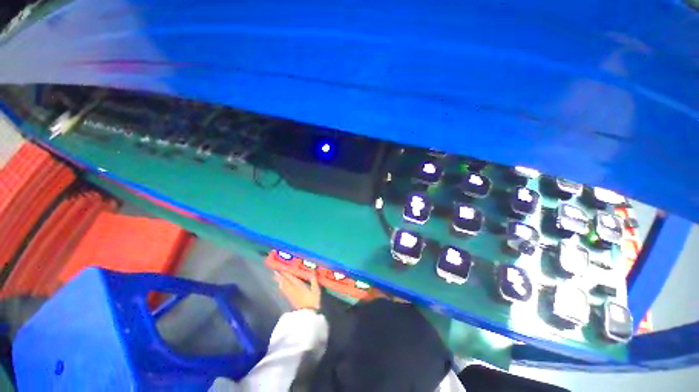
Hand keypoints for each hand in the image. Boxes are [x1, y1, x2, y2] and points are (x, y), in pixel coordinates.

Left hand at [274, 271, 321, 310]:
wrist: (307, 314)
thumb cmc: (313, 300)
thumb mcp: (316, 289)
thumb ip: (313, 279)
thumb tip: (313, 270)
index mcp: (299, 285)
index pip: (291, 277)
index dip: (286, 272)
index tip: (281, 268)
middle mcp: (293, 289)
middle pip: (285, 281)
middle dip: (280, 276)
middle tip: (275, 271)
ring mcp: (291, 295)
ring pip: (283, 286)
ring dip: (279, 281)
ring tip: (275, 277)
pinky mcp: (290, 300)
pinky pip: (284, 291)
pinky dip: (281, 287)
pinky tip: (281, 286)